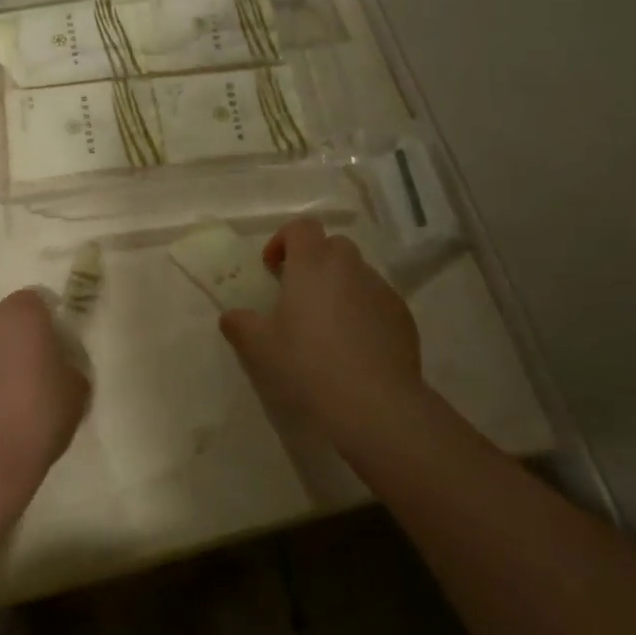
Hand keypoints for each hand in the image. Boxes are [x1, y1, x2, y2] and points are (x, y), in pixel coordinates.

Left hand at [0, 289, 88, 489]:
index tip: (54, 349)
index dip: (45, 323)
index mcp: (20, 314)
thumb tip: (57, 368)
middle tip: (30, 376)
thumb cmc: (40, 414)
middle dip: (13, 342)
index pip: (35, 302)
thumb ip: (66, 365)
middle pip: (1, 323)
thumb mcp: (77, 387)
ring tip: (3, 404)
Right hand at [219, 218, 424, 438]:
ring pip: (358, 274)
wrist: (374, 407)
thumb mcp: (258, 350)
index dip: (283, 240)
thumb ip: (240, 326)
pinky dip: (364, 312)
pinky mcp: (403, 319)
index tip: (272, 269)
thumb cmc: (307, 367)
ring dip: (340, 288)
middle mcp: (350, 268)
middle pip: (333, 246)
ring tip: (327, 327)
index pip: (301, 227)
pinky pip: (378, 302)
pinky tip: (355, 349)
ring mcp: (381, 291)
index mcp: (312, 264)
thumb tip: (232, 316)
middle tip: (298, 296)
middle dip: (315, 262)